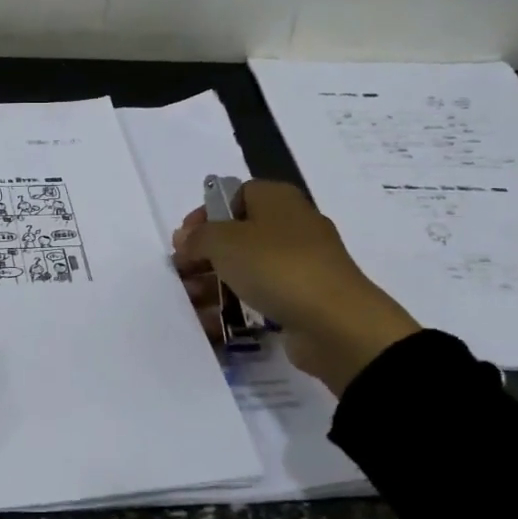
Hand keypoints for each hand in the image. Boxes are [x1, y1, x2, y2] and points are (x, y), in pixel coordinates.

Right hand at [172, 180, 420, 393]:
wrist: (335, 322)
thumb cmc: (276, 267)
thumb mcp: (224, 242)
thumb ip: (198, 237)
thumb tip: (187, 240)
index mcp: (277, 200)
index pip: (234, 195)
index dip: (205, 215)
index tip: (183, 241)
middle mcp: (291, 225)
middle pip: (237, 234)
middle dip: (204, 255)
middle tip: (182, 274)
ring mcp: (299, 263)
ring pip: (246, 267)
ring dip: (214, 284)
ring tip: (190, 304)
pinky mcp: (302, 297)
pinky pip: (260, 296)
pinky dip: (236, 306)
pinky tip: (213, 323)